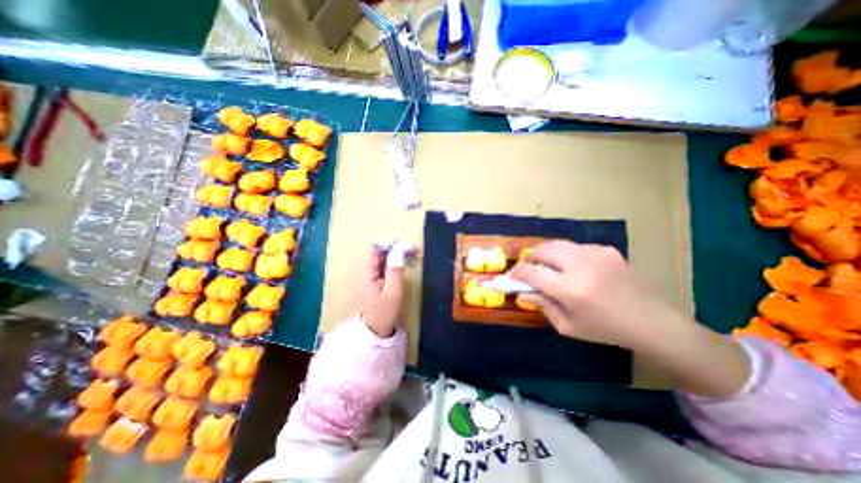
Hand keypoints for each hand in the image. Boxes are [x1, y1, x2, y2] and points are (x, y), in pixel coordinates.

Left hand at [359, 248, 406, 337]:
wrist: (374, 332)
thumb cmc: (384, 313)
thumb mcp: (393, 292)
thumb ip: (395, 270)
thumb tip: (400, 250)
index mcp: (365, 273)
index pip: (375, 249)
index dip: (391, 244)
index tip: (407, 246)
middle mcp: (363, 271)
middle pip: (378, 252)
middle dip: (396, 248)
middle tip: (413, 250)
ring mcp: (367, 275)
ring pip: (381, 257)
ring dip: (396, 254)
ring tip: (412, 255)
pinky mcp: (372, 280)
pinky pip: (382, 265)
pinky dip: (393, 262)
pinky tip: (404, 263)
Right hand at [514, 240, 751, 397]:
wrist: (654, 323)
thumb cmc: (606, 330)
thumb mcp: (568, 326)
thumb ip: (542, 305)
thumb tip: (523, 291)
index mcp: (571, 289)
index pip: (532, 272)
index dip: (517, 272)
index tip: (511, 276)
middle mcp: (581, 265)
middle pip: (543, 250)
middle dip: (530, 257)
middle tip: (528, 267)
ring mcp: (596, 254)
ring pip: (558, 245)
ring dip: (547, 254)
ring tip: (547, 265)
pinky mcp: (607, 250)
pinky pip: (576, 247)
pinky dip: (566, 255)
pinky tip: (573, 267)